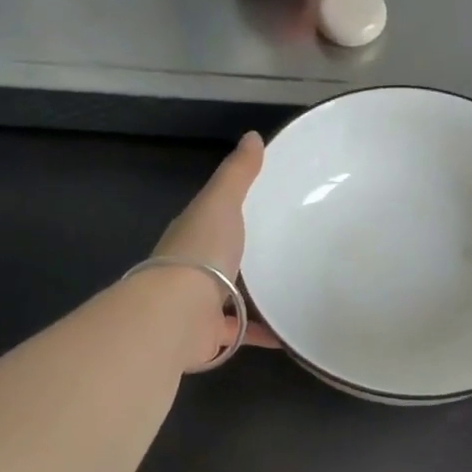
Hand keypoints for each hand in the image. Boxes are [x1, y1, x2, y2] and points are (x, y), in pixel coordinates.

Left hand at [149, 133, 280, 362]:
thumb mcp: (222, 202)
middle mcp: (192, 269)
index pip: (214, 219)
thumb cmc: (201, 251)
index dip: (233, 213)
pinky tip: (291, 333)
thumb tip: (252, 136)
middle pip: (223, 260)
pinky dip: (264, 334)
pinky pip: (243, 333)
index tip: (267, 209)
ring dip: (255, 297)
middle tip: (288, 252)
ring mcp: (199, 304)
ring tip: (294, 290)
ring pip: (230, 298)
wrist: (177, 312)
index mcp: (193, 234)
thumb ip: (237, 174)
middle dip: (247, 258)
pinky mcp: (210, 334)